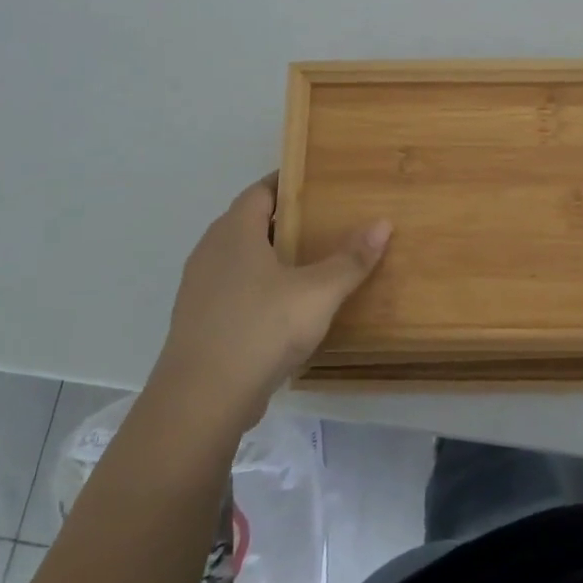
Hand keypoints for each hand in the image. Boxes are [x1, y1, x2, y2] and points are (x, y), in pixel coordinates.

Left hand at [158, 175, 390, 424]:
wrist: (202, 399)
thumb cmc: (262, 328)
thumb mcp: (318, 293)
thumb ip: (351, 259)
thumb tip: (383, 223)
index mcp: (235, 231)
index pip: (261, 190)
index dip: (289, 183)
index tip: (320, 184)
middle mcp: (211, 250)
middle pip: (251, 223)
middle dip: (286, 221)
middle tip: (327, 223)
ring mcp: (199, 288)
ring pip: (240, 258)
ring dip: (272, 257)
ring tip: (311, 264)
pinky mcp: (199, 321)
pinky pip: (233, 289)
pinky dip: (259, 287)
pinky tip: (285, 307)